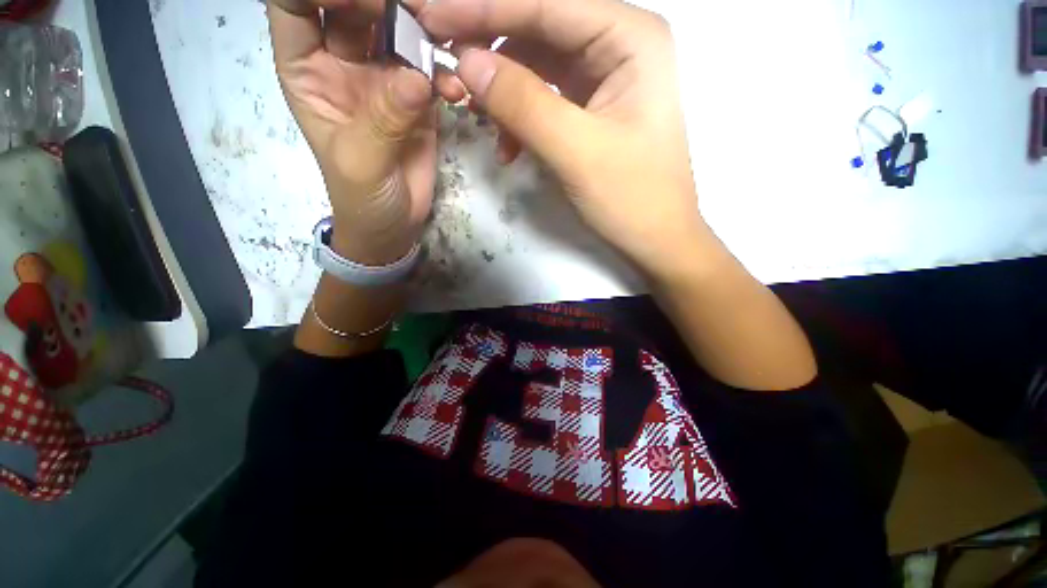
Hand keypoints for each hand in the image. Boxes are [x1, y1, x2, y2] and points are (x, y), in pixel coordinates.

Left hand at [267, 0, 465, 264]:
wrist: (395, 223)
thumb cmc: (361, 197)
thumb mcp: (361, 161)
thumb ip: (383, 119)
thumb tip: (417, 77)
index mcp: (308, 70)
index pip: (297, 5)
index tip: (364, 0)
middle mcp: (342, 63)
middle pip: (352, 8)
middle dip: (379, 3)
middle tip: (417, 14)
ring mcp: (383, 79)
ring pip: (394, 30)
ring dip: (419, 30)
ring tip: (443, 45)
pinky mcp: (417, 99)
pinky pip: (430, 71)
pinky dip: (444, 74)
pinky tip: (455, 91)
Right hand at [419, 0, 707, 278]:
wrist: (656, 238)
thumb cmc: (632, 198)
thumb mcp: (577, 152)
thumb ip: (523, 104)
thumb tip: (467, 62)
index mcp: (630, 38)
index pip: (546, 4)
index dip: (484, 8)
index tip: (431, 16)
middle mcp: (618, 44)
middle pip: (540, 28)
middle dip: (491, 49)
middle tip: (448, 70)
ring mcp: (604, 78)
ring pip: (537, 64)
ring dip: (503, 91)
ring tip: (480, 120)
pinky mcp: (590, 108)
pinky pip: (544, 97)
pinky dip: (519, 116)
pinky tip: (509, 146)